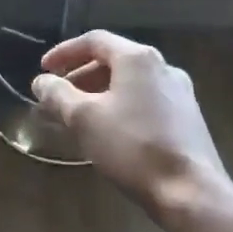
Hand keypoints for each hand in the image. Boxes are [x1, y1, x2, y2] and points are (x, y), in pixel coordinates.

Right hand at [31, 31, 227, 215]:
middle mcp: (163, 67)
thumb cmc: (132, 147)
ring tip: (79, 115)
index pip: (94, 40)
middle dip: (81, 75)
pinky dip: (121, 105)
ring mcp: (180, 92)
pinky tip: (111, 130)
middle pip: (114, 60)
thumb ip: (58, 95)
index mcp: (138, 59)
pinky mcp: (188, 117)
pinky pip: (146, 100)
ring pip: (131, 82)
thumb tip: (42, 82)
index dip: (64, 52)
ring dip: (100, 92)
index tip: (44, 70)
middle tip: (58, 95)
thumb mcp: (84, 119)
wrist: (190, 191)